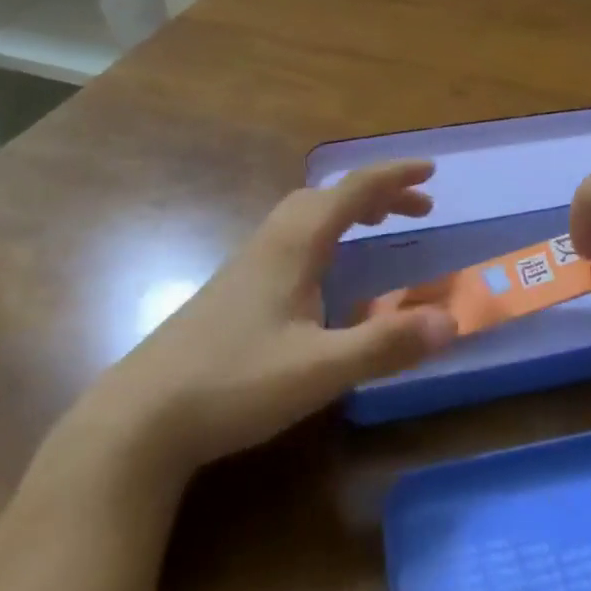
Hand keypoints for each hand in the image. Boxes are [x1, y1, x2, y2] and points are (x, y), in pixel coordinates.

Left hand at [54, 162, 457, 482]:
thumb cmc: (234, 383)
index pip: (352, 191)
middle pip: (329, 196)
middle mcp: (271, 241)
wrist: (140, 418)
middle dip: (376, 193)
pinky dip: (324, 233)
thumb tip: (450, 321)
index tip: (430, 172)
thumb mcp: (318, 369)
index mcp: (294, 243)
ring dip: (348, 210)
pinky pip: (291, 237)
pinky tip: (324, 273)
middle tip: (415, 209)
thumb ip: (384, 345)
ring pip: (305, 215)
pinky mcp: (233, 288)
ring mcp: (247, 263)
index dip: (393, 177)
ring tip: (377, 228)